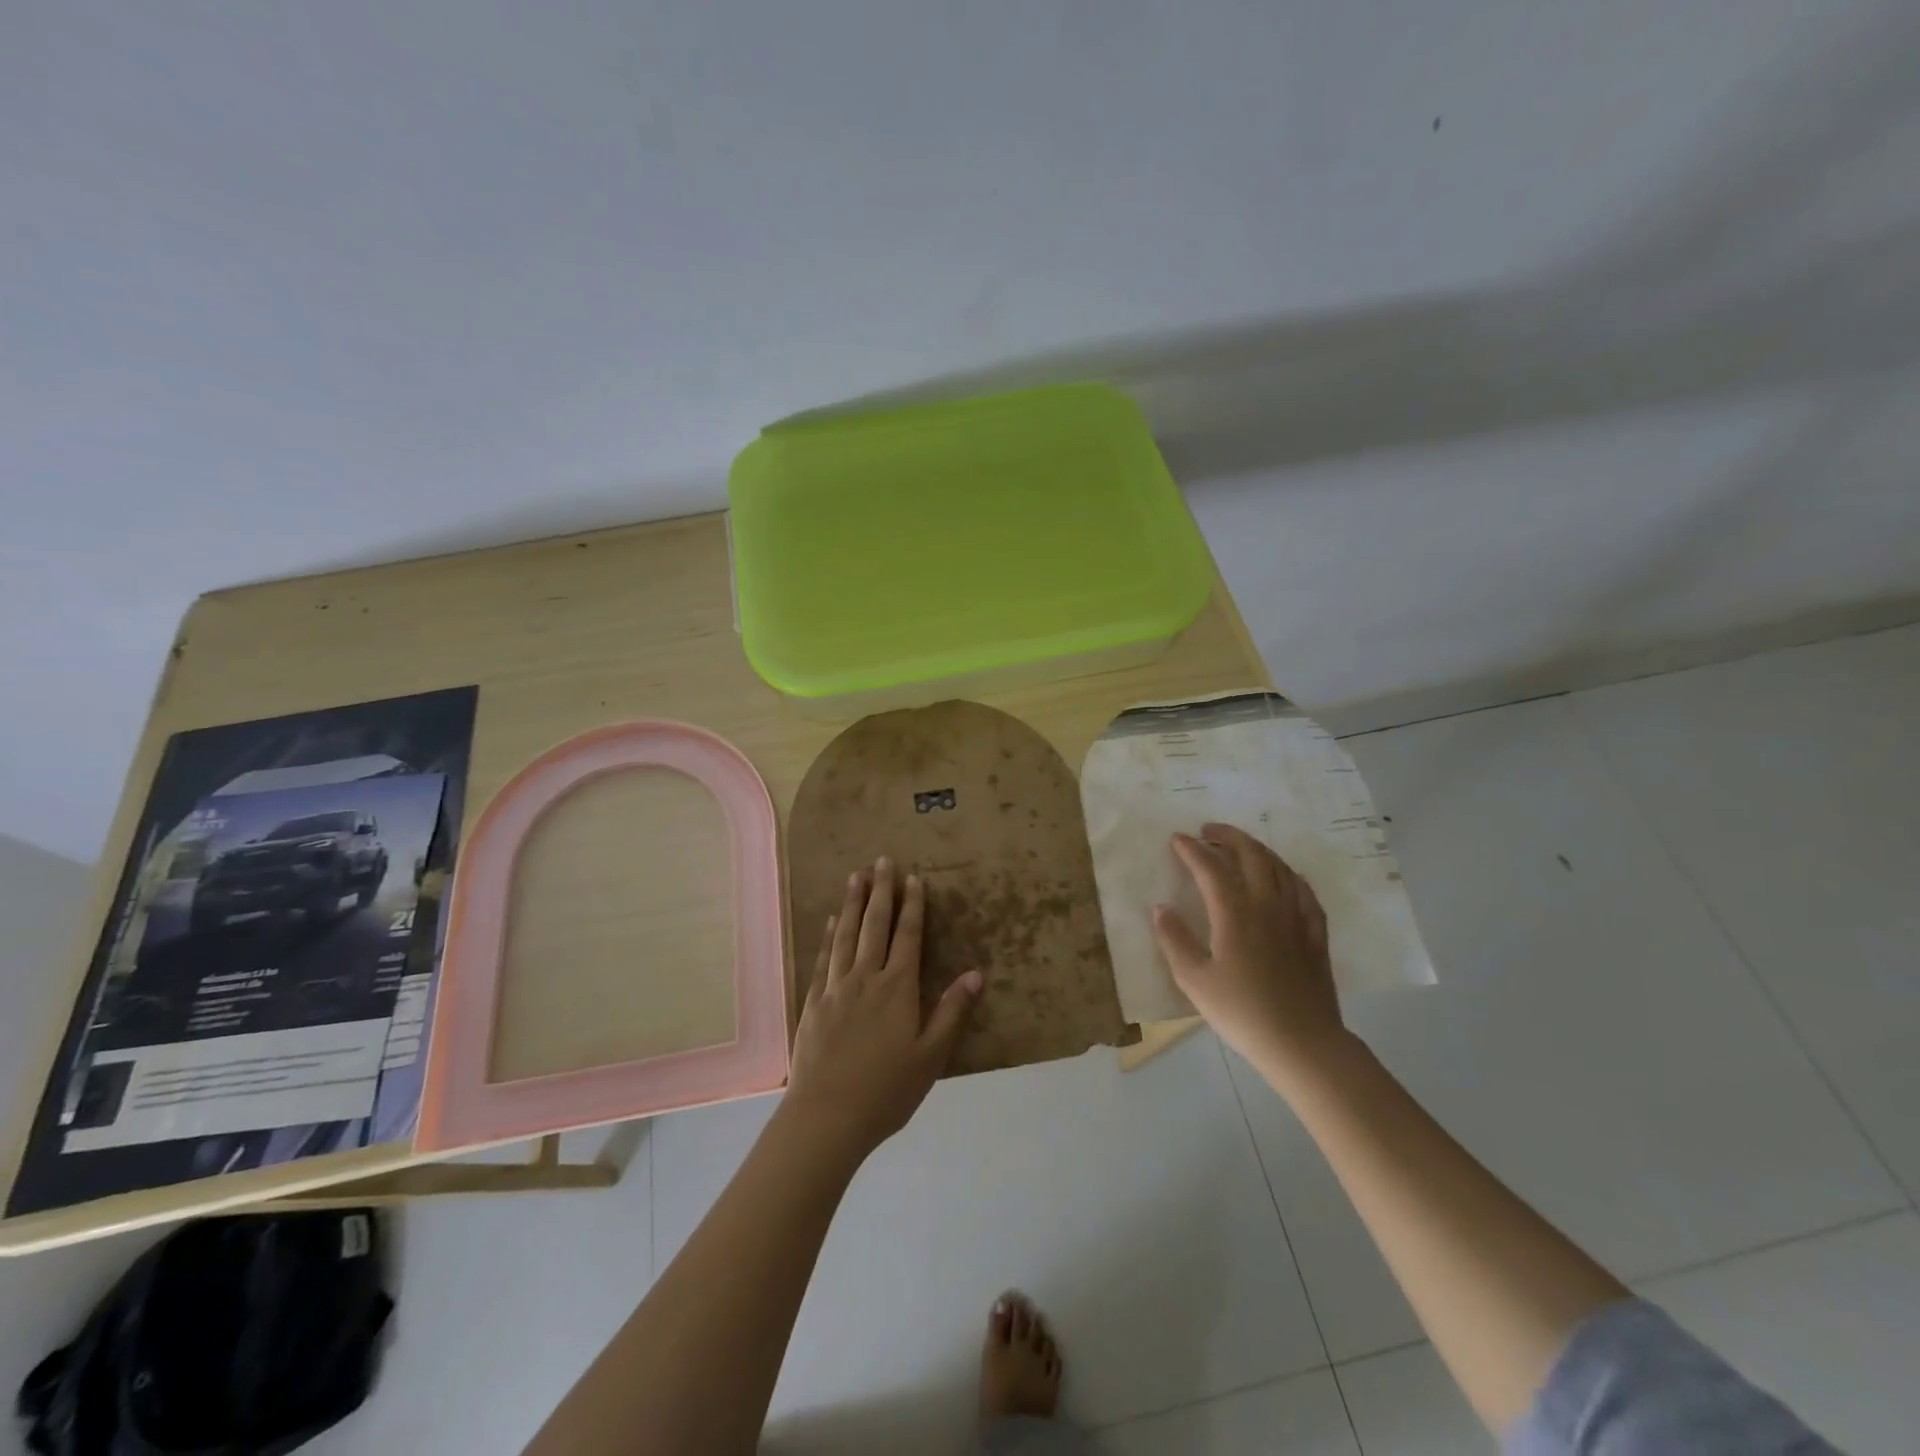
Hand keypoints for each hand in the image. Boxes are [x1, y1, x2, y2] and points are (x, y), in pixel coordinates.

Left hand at [783, 857, 981, 1162]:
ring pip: (846, 934)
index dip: (912, 905)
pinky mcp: (815, 1003)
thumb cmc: (886, 1091)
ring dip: (852, 903)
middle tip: (881, 860)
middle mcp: (866, 978)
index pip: (907, 936)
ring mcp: (836, 988)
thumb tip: (976, 973)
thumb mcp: (931, 1056)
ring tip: (855, 876)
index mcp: (898, 988)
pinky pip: (824, 959)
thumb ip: (952, 1012)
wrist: (827, 1118)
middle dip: (881, 891)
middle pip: (875, 925)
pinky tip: (831, 921)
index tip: (914, 877)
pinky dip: (829, 936)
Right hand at [1152, 824, 1348, 1079]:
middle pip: (1251, 855)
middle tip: (1208, 831)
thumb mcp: (1194, 980)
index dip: (1192, 849)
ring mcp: (1296, 917)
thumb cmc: (1242, 1013)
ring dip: (1257, 849)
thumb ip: (1174, 940)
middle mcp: (1267, 905)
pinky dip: (1288, 874)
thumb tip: (1160, 908)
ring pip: (1279, 867)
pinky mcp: (1315, 934)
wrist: (1303, 1044)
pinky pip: (1304, 890)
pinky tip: (1283, 877)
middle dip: (1228, 836)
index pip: (1210, 868)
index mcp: (1235, 913)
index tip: (1177, 839)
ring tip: (1240, 847)